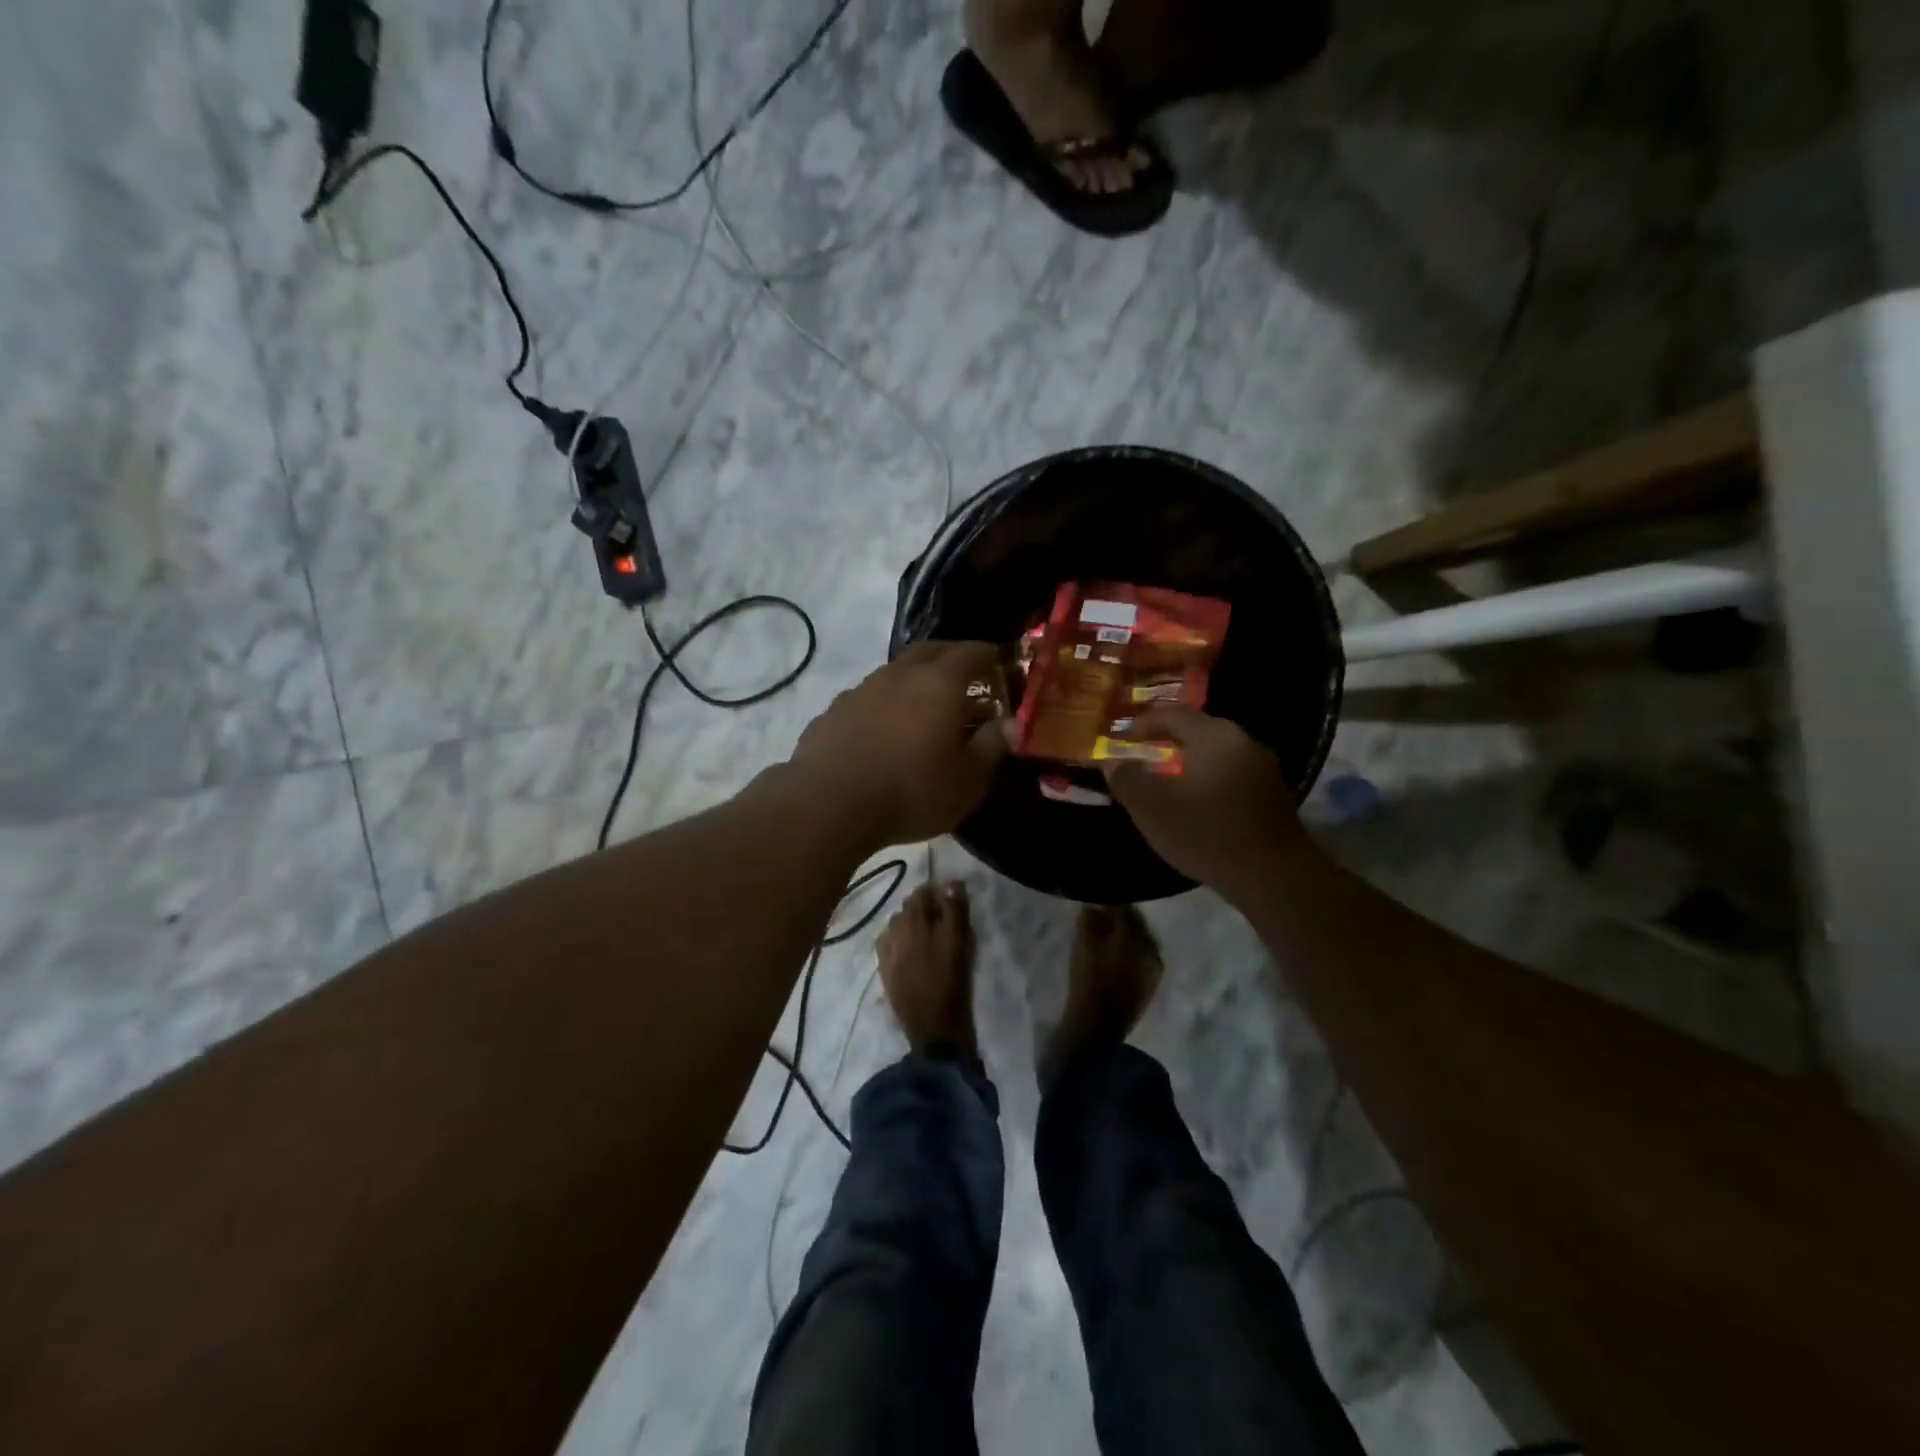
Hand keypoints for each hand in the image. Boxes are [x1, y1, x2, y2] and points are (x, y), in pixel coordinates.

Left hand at [788, 641, 1010, 848]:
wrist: (829, 804)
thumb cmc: (911, 792)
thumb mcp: (967, 781)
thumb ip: (992, 747)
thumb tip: (1012, 725)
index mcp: (939, 684)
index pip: (972, 652)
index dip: (990, 654)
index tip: (1002, 663)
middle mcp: (900, 675)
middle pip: (930, 650)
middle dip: (952, 656)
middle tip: (967, 675)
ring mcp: (861, 690)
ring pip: (895, 671)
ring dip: (914, 679)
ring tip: (925, 705)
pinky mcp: (833, 711)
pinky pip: (868, 697)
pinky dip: (884, 703)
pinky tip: (884, 729)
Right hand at [1101, 707, 1308, 896]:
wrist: (1274, 876)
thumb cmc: (1206, 832)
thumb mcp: (1151, 807)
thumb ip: (1127, 779)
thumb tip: (1113, 762)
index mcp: (1214, 736)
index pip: (1173, 714)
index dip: (1143, 723)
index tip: (1122, 736)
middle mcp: (1243, 742)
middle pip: (1198, 731)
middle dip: (1168, 741)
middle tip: (1143, 755)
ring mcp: (1264, 769)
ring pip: (1217, 755)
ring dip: (1190, 763)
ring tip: (1167, 781)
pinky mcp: (1274, 796)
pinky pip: (1232, 776)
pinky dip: (1209, 781)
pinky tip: (1197, 804)